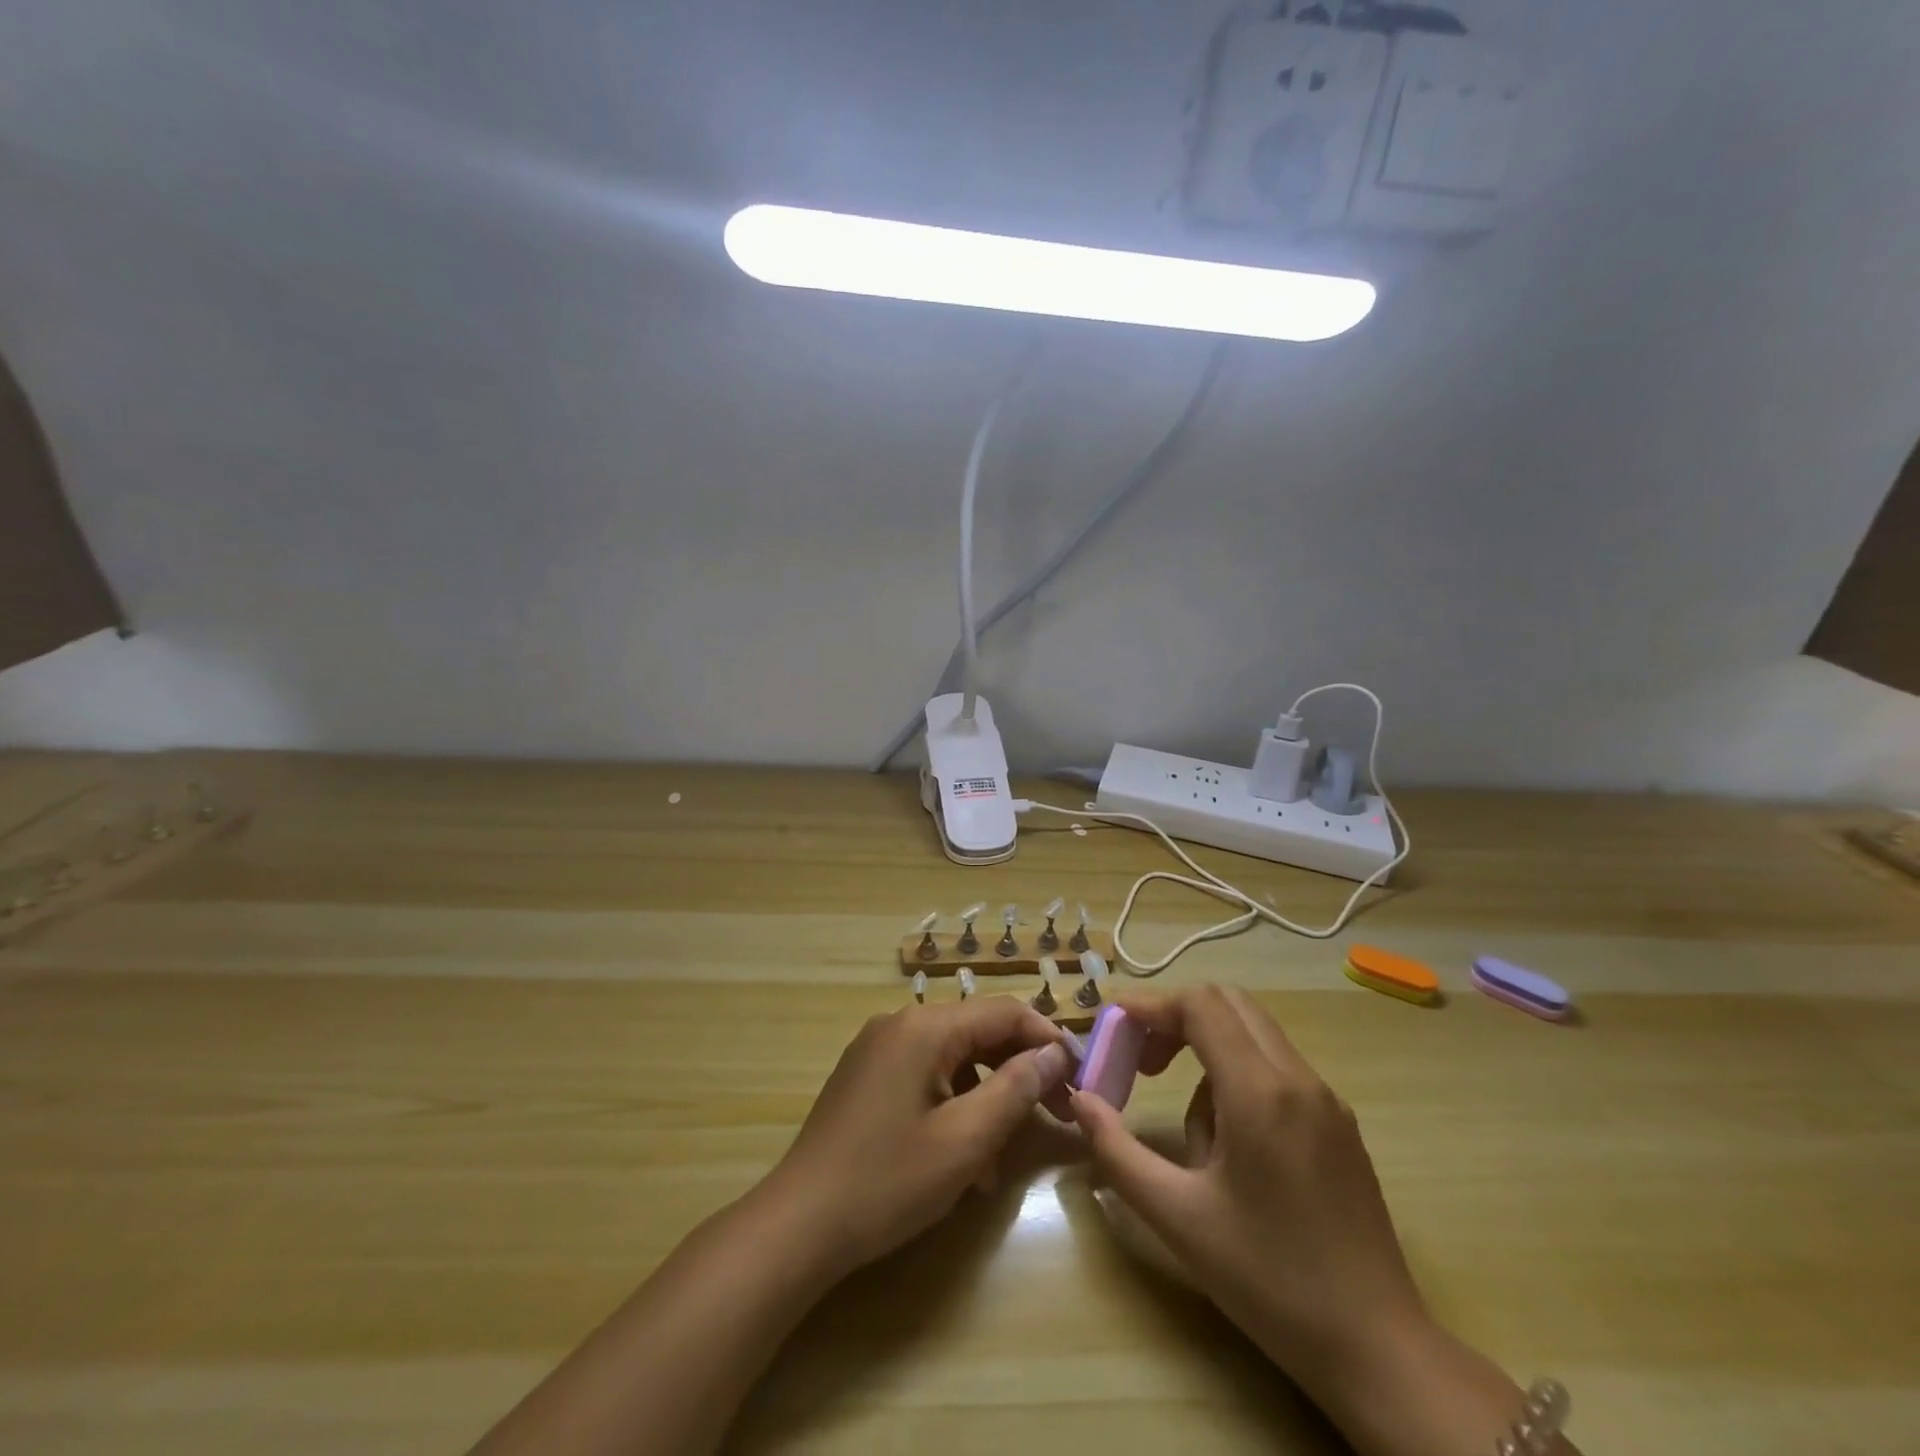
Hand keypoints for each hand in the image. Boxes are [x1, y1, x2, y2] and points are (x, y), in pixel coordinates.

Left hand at [760, 996, 1073, 1281]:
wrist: (798, 1225)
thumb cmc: (887, 1181)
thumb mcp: (965, 1140)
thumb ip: (1015, 1089)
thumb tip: (1053, 1054)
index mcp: (924, 1027)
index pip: (1003, 1012)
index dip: (1046, 1040)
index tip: (1079, 1077)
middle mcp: (900, 1024)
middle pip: (977, 1032)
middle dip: (1018, 1071)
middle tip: (1056, 1113)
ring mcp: (878, 1050)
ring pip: (953, 1059)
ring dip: (986, 1097)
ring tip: (1004, 1154)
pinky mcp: (867, 1078)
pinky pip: (925, 1078)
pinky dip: (953, 1107)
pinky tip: (964, 1160)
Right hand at [1072, 987, 1572, 1455]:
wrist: (1378, 1348)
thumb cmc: (1269, 1281)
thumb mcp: (1176, 1218)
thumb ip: (1116, 1151)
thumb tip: (1079, 1101)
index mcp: (1260, 1092)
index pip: (1200, 1005)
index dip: (1150, 1005)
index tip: (1113, 1028)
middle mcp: (1298, 1078)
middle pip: (1228, 1002)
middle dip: (1175, 1018)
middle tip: (1142, 1061)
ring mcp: (1326, 1098)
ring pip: (1253, 1032)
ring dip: (1207, 1050)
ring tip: (1191, 1130)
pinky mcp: (1339, 1122)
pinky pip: (1277, 1067)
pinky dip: (1238, 1075)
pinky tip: (1232, 1145)